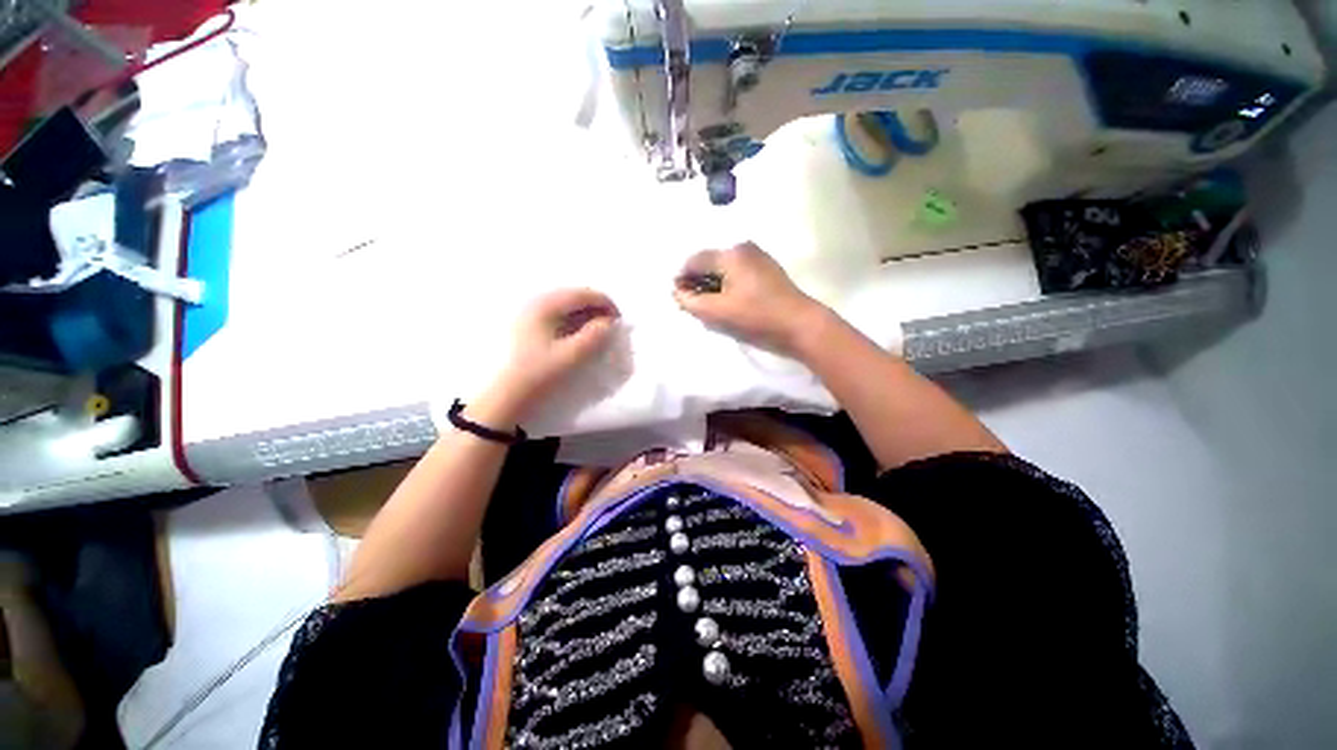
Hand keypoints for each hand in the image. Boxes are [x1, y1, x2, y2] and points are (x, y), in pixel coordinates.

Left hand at [493, 288, 619, 417]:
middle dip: (596, 310)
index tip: (619, 322)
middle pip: (575, 297)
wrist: (506, 397)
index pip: (583, 294)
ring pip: (567, 306)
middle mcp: (536, 302)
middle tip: (609, 329)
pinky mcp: (529, 326)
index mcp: (546, 305)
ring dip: (586, 316)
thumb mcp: (572, 356)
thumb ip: (595, 336)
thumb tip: (609, 322)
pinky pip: (558, 315)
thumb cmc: (539, 374)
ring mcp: (530, 313)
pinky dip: (574, 322)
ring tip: (597, 334)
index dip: (606, 304)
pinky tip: (579, 337)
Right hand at [673, 242, 827, 356]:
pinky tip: (728, 302)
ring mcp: (758, 257)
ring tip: (710, 306)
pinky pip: (737, 273)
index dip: (682, 278)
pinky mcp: (767, 269)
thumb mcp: (718, 312)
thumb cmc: (757, 317)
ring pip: (723, 268)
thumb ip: (691, 302)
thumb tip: (677, 293)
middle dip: (697, 282)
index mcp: (730, 254)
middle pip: (709, 262)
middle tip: (693, 305)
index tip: (678, 298)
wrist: (800, 325)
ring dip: (712, 285)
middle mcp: (743, 248)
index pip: (694, 260)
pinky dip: (727, 285)